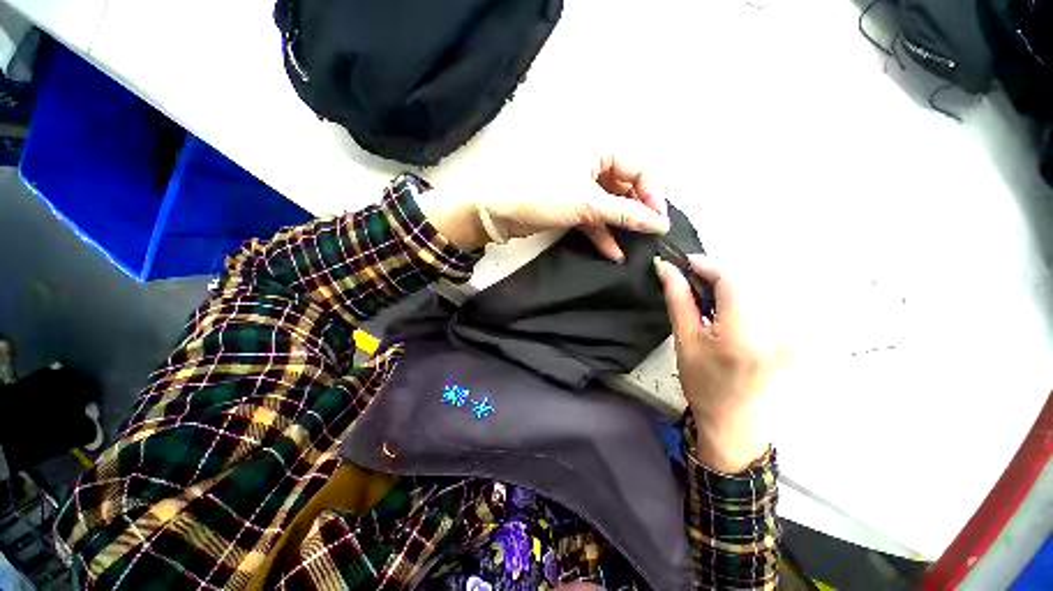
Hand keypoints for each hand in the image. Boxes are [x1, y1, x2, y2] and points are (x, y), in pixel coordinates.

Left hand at [418, 156, 669, 259]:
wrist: (496, 211)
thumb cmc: (542, 196)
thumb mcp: (587, 203)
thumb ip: (625, 213)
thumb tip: (660, 223)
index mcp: (599, 150)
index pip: (639, 168)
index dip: (651, 194)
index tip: (658, 221)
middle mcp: (592, 165)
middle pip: (625, 187)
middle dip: (636, 212)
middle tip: (648, 235)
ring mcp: (580, 187)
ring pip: (609, 205)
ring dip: (620, 226)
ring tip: (635, 246)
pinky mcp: (569, 206)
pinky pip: (593, 217)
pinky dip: (602, 234)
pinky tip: (613, 252)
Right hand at [655, 255, 784, 473]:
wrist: (736, 425)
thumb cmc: (704, 385)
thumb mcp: (685, 342)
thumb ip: (679, 300)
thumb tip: (667, 269)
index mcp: (743, 334)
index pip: (732, 280)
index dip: (708, 265)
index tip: (685, 262)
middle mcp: (777, 330)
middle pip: (748, 282)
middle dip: (716, 277)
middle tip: (691, 283)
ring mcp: (794, 335)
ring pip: (759, 291)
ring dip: (730, 288)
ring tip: (708, 301)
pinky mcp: (798, 339)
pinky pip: (770, 305)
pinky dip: (745, 301)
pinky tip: (729, 315)